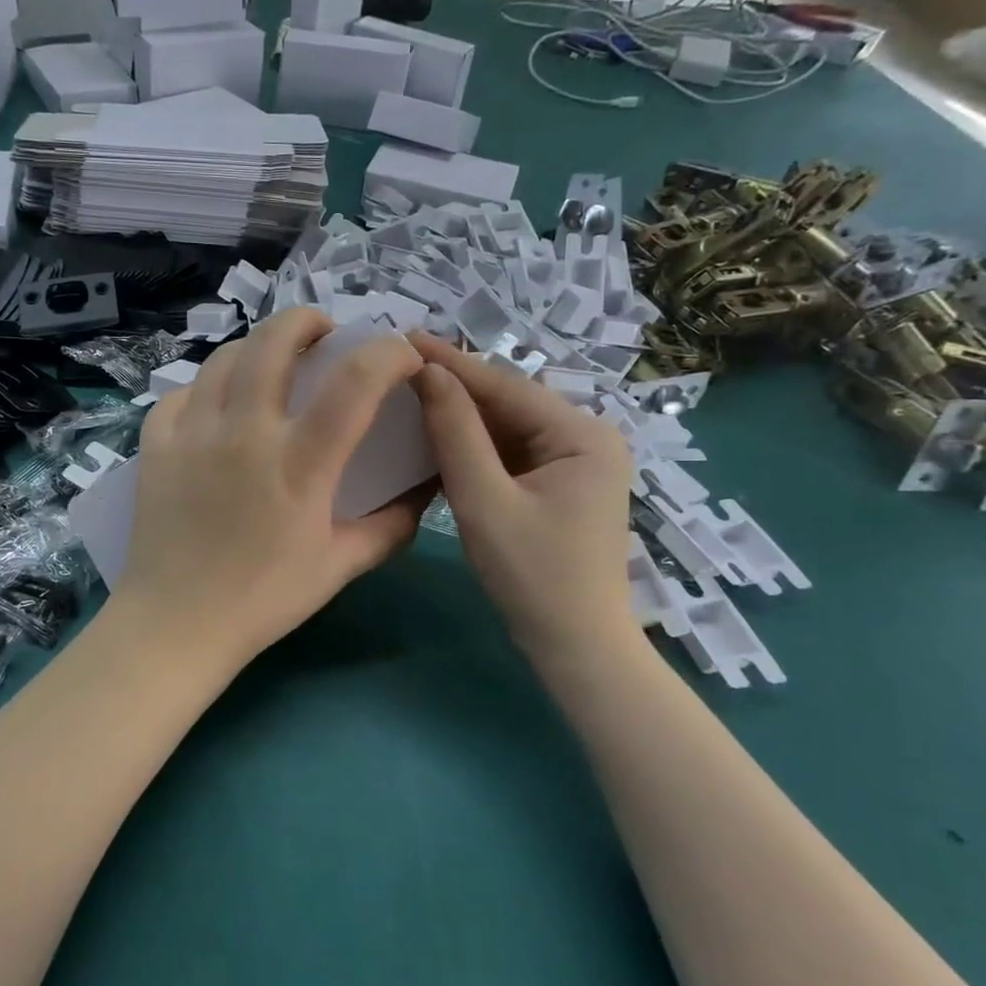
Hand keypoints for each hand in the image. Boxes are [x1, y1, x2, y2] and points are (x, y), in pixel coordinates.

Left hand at [110, 309, 429, 677]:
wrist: (176, 623)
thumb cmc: (263, 599)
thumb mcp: (339, 565)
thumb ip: (390, 526)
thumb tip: (424, 493)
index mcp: (299, 462)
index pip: (355, 381)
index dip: (389, 354)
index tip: (401, 357)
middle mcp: (245, 431)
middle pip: (275, 340)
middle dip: (307, 319)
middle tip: (323, 334)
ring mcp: (193, 432)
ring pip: (225, 356)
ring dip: (256, 348)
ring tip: (270, 366)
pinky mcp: (156, 443)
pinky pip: (182, 393)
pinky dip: (206, 388)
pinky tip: (217, 408)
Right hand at [409, 334, 636, 661]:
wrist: (576, 648)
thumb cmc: (533, 577)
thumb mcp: (485, 501)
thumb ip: (456, 434)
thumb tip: (428, 373)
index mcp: (582, 434)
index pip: (504, 387)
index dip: (450, 362)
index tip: (402, 337)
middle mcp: (587, 437)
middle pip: (508, 403)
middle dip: (454, 386)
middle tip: (398, 364)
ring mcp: (576, 461)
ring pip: (507, 427)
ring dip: (461, 415)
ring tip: (407, 390)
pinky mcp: (561, 484)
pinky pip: (511, 452)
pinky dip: (475, 446)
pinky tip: (436, 434)